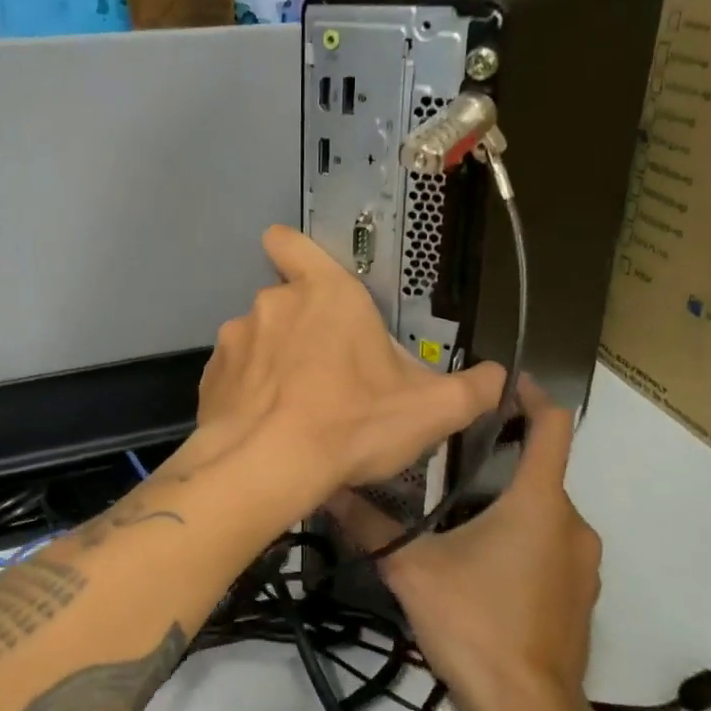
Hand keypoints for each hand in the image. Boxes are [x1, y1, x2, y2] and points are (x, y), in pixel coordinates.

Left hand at [195, 227, 502, 504]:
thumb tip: (500, 378)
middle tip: (332, 378)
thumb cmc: (352, 423)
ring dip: (276, 364)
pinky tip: (267, 427)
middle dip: (306, 333)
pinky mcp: (209, 378)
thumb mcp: (430, 410)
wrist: (266, 468)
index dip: (293, 251)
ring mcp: (234, 339)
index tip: (304, 276)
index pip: (292, 243)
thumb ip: (473, 389)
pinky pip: (235, 376)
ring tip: (298, 410)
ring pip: (259, 342)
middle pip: (288, 304)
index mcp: (325, 293)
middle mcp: (272, 304)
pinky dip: (249, 394)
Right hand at [328, 379, 600, 710]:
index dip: (530, 395)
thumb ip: (371, 525)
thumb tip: (328, 489)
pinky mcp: (580, 596)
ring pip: (545, 512)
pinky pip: (552, 547)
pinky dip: (522, 538)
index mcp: (539, 502)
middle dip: (501, 457)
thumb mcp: (412, 569)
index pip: (552, 424)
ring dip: (509, 501)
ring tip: (457, 511)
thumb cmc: (475, 623)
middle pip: (542, 469)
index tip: (499, 383)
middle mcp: (571, 523)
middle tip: (449, 457)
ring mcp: (582, 564)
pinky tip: (480, 563)